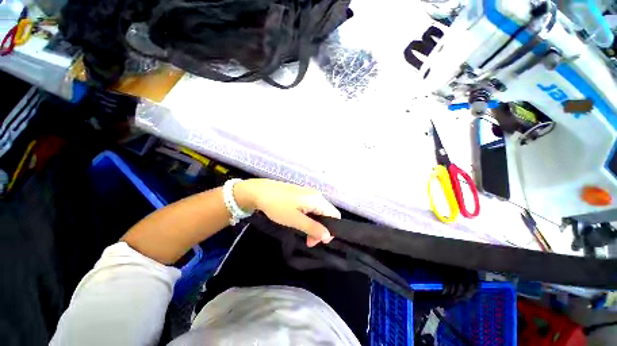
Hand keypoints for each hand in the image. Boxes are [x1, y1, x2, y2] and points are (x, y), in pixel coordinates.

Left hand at [235, 179, 340, 246]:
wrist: (260, 191)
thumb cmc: (277, 206)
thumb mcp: (295, 219)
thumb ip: (313, 227)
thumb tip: (328, 236)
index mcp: (317, 199)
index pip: (334, 215)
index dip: (331, 230)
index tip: (317, 241)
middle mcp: (315, 195)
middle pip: (327, 214)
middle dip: (321, 229)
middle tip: (308, 241)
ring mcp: (308, 194)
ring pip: (318, 212)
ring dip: (314, 224)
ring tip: (302, 233)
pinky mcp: (301, 195)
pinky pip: (311, 208)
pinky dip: (308, 218)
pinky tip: (299, 222)